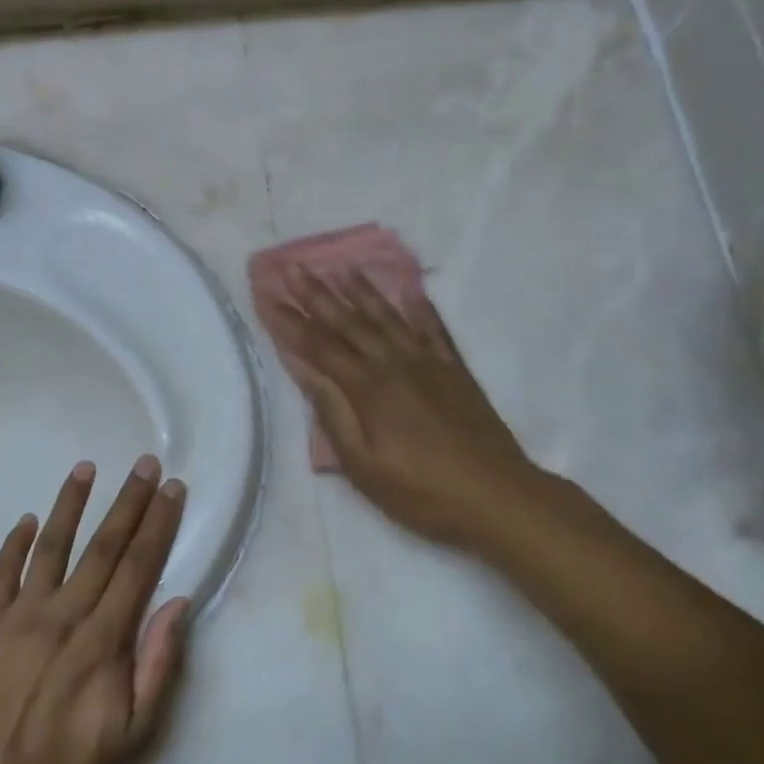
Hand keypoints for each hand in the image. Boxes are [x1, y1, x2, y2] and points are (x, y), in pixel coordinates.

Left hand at [0, 456, 190, 763]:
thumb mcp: (134, 734)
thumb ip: (158, 665)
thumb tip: (178, 603)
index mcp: (103, 640)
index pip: (139, 567)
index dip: (159, 525)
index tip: (172, 489)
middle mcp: (64, 616)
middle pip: (103, 547)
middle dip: (128, 502)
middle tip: (145, 464)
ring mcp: (20, 618)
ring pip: (51, 549)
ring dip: (70, 505)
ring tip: (86, 468)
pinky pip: (1, 575)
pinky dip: (14, 544)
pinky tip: (27, 519)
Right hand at [266, 268, 550, 552]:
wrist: (495, 495)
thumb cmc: (420, 491)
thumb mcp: (363, 465)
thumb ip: (334, 414)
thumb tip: (307, 372)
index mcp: (368, 388)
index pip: (319, 346)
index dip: (291, 322)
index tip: (268, 296)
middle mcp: (395, 364)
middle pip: (349, 322)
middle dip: (318, 294)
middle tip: (295, 268)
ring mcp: (429, 363)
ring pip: (388, 317)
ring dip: (362, 291)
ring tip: (342, 269)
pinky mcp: (455, 370)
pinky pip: (433, 328)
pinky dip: (419, 307)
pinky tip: (411, 292)